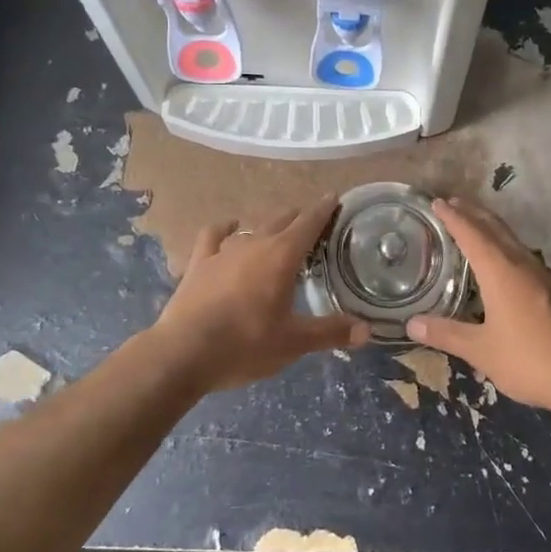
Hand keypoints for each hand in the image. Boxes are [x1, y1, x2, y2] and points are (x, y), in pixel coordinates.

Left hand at [146, 194, 369, 393]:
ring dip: (268, 228)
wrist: (183, 353)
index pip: (310, 222)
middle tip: (314, 226)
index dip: (325, 209)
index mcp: (283, 255)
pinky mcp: (199, 263)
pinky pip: (214, 235)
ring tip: (277, 234)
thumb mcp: (294, 342)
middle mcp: (255, 243)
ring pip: (253, 227)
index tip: (335, 198)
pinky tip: (230, 228)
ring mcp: (224, 251)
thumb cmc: (246, 344)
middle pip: (283, 220)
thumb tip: (367, 330)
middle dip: (301, 219)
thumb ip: (331, 332)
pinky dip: (225, 229)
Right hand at [405, 196, 550, 422]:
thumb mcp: (482, 351)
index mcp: (502, 272)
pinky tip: (503, 265)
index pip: (472, 234)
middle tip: (452, 203)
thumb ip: (447, 334)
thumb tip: (411, 322)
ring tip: (474, 226)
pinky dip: (506, 248)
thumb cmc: (531, 360)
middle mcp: (523, 265)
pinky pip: (524, 257)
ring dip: (491, 229)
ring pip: (512, 241)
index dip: (453, 217)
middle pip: (495, 229)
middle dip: (473, 213)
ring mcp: (544, 277)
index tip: (437, 202)